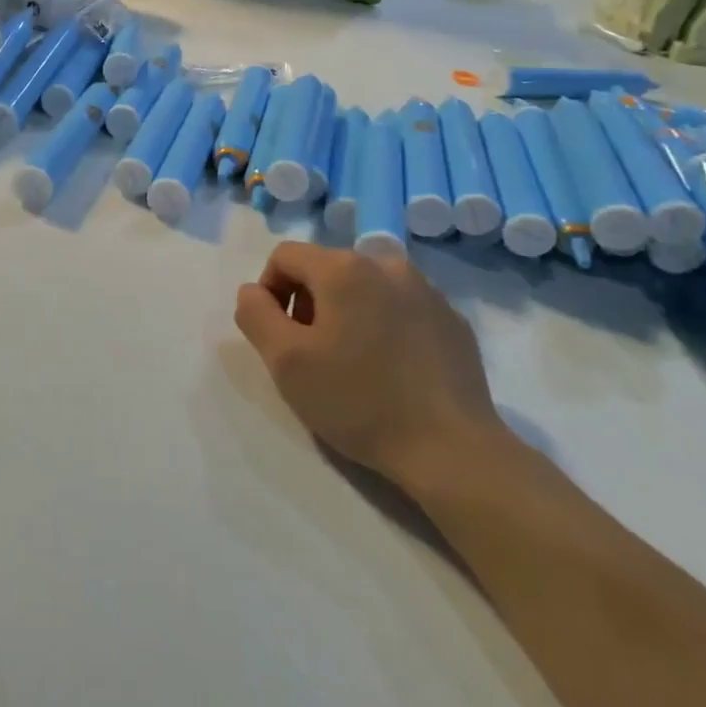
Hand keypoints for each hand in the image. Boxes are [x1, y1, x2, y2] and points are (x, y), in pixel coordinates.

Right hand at [234, 242, 508, 482]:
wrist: (453, 450)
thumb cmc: (359, 401)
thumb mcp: (285, 362)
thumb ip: (255, 314)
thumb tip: (253, 292)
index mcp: (344, 268)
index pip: (285, 256)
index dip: (269, 290)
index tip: (278, 336)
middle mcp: (386, 264)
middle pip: (326, 268)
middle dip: (308, 303)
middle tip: (312, 354)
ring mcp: (426, 290)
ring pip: (365, 287)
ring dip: (346, 312)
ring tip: (352, 363)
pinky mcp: (452, 320)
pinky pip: (401, 307)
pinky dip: (384, 325)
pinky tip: (391, 370)